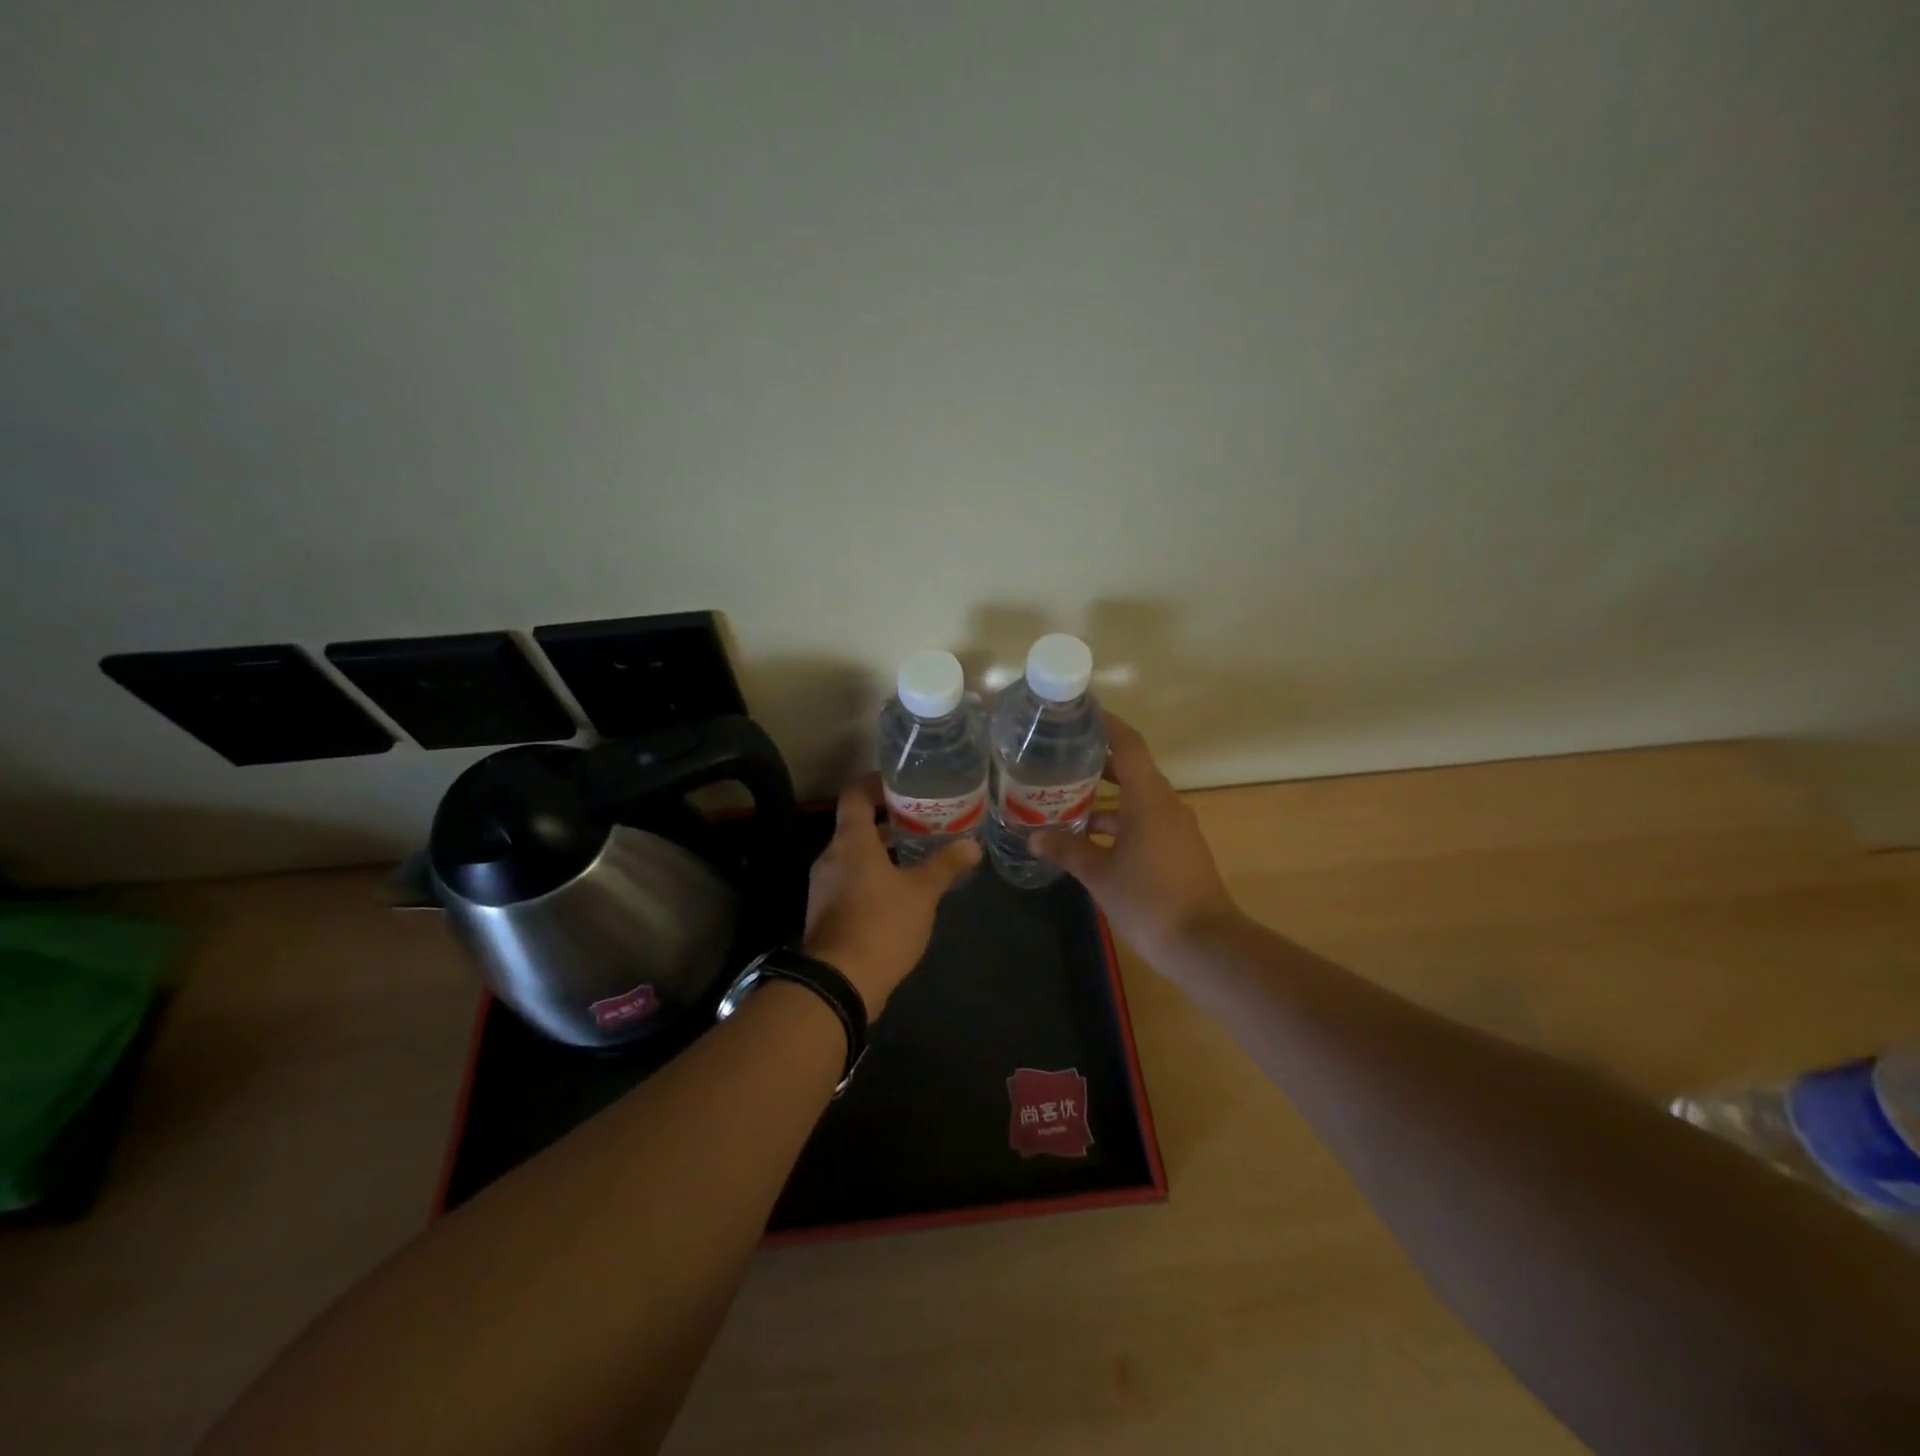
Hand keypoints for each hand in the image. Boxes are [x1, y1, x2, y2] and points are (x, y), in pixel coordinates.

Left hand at [802, 775, 981, 1015]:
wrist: (839, 982)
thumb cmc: (882, 924)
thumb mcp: (922, 892)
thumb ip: (945, 865)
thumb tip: (972, 845)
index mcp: (851, 841)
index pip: (854, 795)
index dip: (874, 783)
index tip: (900, 783)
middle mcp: (831, 856)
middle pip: (854, 824)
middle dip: (886, 819)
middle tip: (920, 818)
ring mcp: (824, 885)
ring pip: (852, 854)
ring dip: (880, 849)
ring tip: (915, 851)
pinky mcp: (825, 911)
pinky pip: (848, 879)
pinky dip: (871, 873)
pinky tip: (898, 888)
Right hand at [1031, 713, 1239, 968]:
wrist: (1204, 944)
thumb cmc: (1149, 900)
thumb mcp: (1099, 874)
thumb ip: (1067, 850)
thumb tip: (1034, 838)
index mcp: (1148, 798)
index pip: (1128, 745)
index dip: (1106, 725)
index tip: (1079, 714)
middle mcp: (1165, 804)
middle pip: (1130, 769)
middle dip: (1096, 762)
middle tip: (1058, 758)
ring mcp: (1175, 827)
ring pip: (1135, 798)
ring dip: (1104, 797)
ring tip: (1064, 799)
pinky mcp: (1178, 848)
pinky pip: (1144, 820)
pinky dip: (1118, 820)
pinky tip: (1088, 838)